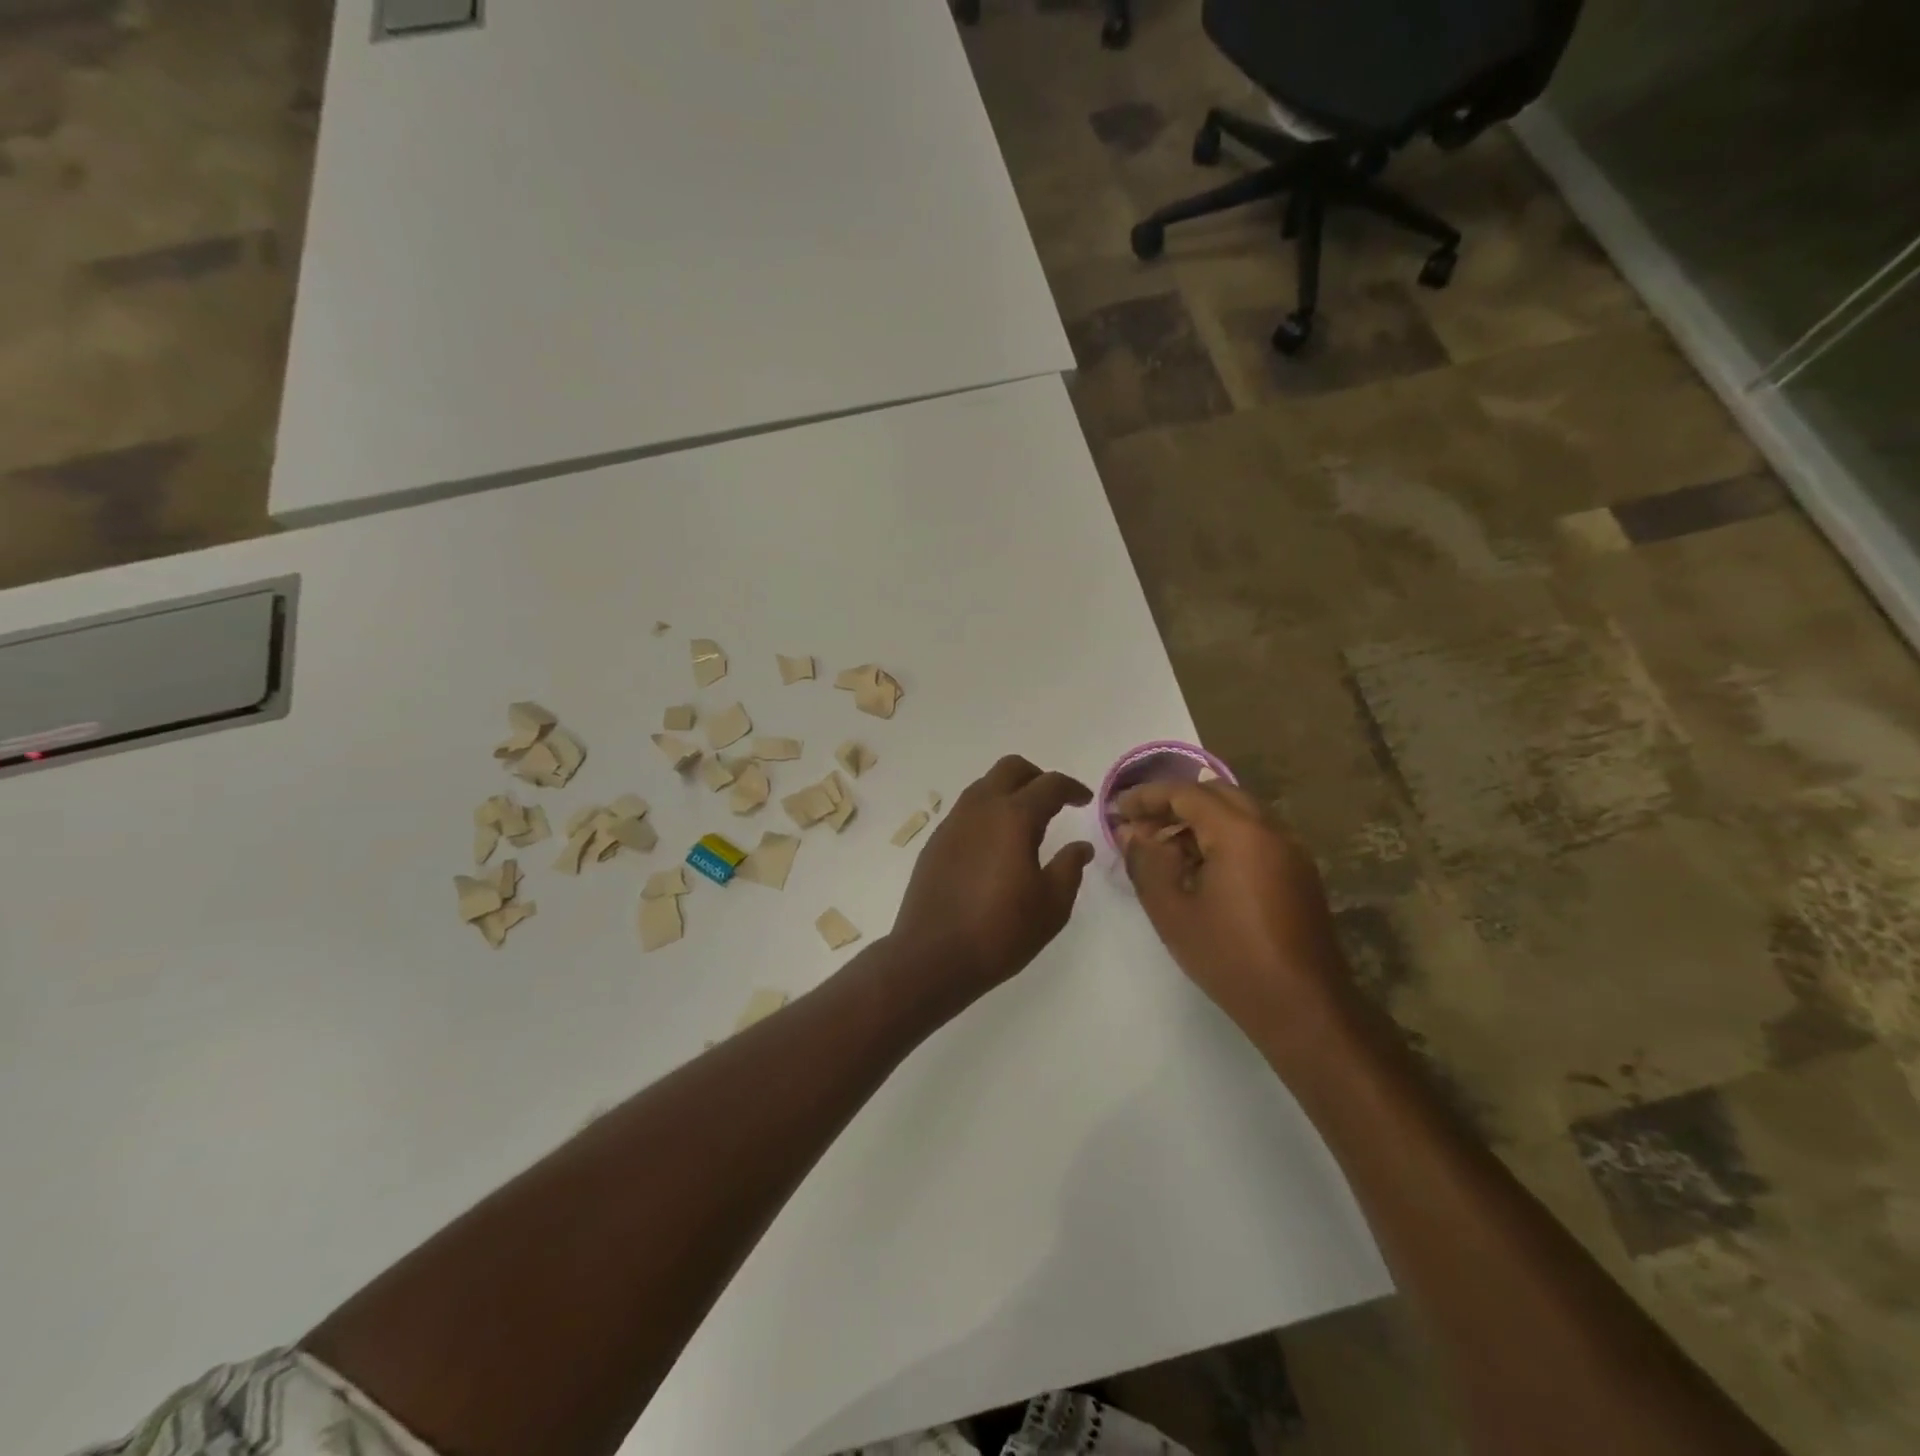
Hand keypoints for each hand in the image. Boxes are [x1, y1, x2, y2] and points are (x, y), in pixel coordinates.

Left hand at [889, 756, 1094, 1007]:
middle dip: (1037, 776)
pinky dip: (987, 813)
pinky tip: (995, 845)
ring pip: (984, 786)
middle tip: (1054, 801)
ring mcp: (952, 823)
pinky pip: (966, 811)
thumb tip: (1080, 846)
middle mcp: (979, 809)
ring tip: (1026, 824)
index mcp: (1013, 817)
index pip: (1049, 785)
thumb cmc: (1000, 932)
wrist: (932, 956)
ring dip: (1009, 792)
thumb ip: (1070, 868)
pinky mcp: (935, 842)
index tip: (1084, 800)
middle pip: (1010, 768)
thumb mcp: (1051, 906)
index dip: (1072, 788)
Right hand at [1115, 781, 1348, 1038]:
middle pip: (1216, 794)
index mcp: (1240, 832)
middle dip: (1174, 803)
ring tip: (1163, 849)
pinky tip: (1199, 870)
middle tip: (1140, 826)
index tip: (1117, 810)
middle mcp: (1271, 830)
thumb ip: (1145, 862)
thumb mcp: (1171, 910)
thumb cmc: (1229, 957)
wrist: (1303, 1008)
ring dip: (1199, 820)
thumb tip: (1130, 832)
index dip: (1147, 796)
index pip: (1186, 793)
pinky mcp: (1299, 873)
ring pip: (1238, 813)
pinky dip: (1222, 837)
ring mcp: (1291, 851)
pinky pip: (1255, 836)